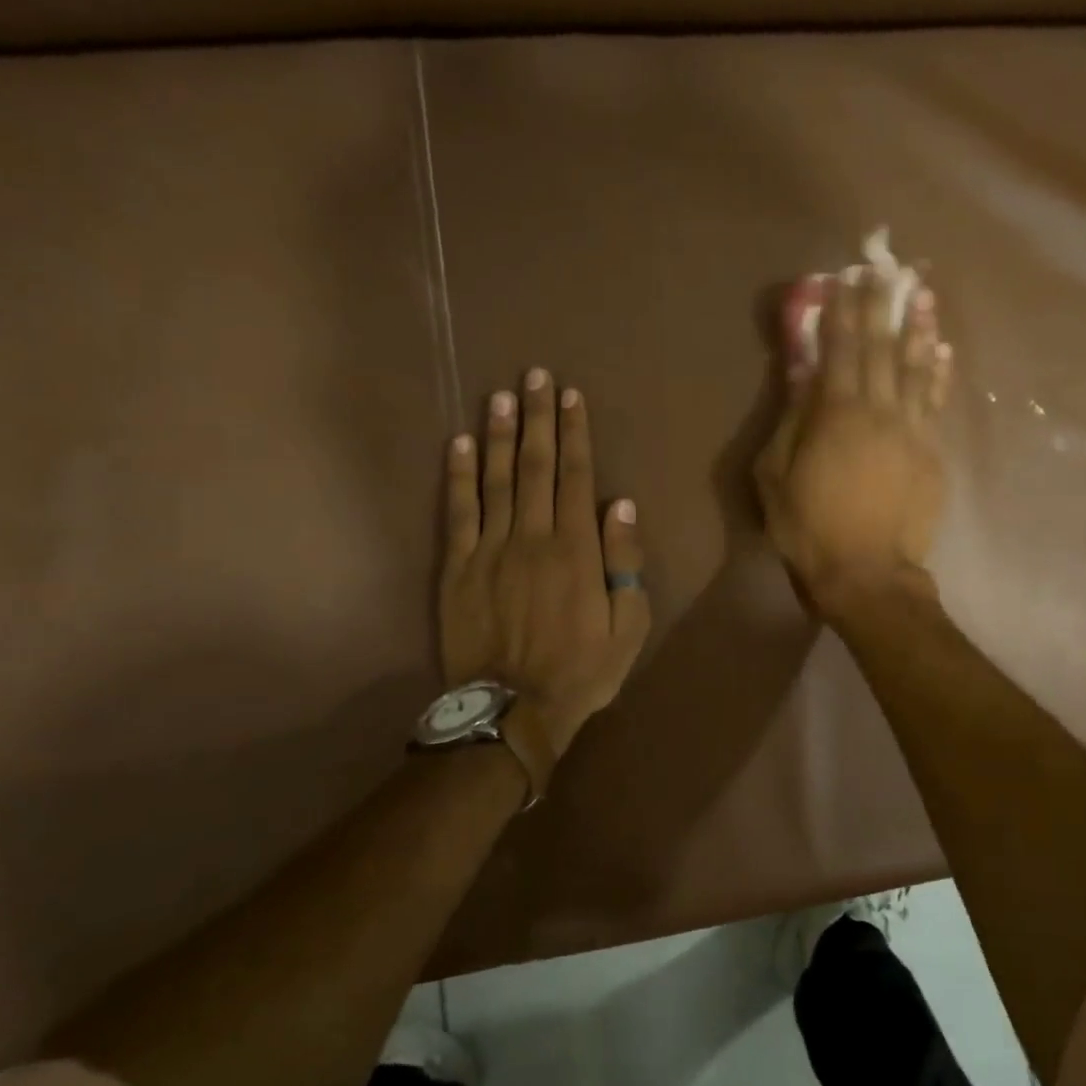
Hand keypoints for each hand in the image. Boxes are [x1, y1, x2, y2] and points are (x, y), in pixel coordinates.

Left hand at [439, 369, 650, 756]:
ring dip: (497, 434)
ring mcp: (490, 550)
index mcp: (575, 549)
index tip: (570, 396)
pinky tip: (457, 444)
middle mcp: (532, 537)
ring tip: (499, 395)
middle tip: (534, 375)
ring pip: (494, 480)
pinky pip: (457, 513)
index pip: (575, 476)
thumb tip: (620, 506)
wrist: (513, 710)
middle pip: (534, 466)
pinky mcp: (458, 568)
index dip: (573, 433)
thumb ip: (625, 564)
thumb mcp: (628, 626)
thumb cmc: (581, 670)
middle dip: (536, 417)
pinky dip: (457, 476)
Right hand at [754, 272, 952, 616]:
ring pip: (916, 369)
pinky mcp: (932, 453)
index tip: (848, 277)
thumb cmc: (808, 526)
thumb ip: (791, 419)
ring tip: (922, 295)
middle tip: (887, 270)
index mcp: (836, 413)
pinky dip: (938, 374)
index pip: (842, 348)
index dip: (844, 310)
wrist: (867, 573)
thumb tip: (803, 374)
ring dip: (918, 329)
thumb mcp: (776, 474)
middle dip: (882, 306)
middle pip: (882, 348)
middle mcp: (879, 410)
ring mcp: (912, 430)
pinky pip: (935, 403)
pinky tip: (942, 351)